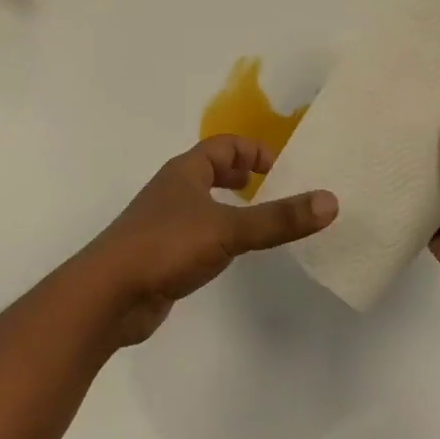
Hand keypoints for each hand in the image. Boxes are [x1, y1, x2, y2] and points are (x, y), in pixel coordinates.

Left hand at [78, 135, 337, 344]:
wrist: (109, 294)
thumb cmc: (166, 246)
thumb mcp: (228, 229)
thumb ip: (278, 219)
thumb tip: (331, 201)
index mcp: (185, 172)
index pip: (223, 145)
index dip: (253, 150)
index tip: (281, 170)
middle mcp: (173, 190)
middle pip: (210, 169)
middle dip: (241, 175)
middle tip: (271, 191)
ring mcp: (163, 223)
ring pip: (202, 203)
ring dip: (228, 206)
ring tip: (257, 222)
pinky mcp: (161, 254)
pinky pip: (196, 234)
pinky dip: (216, 235)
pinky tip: (229, 254)